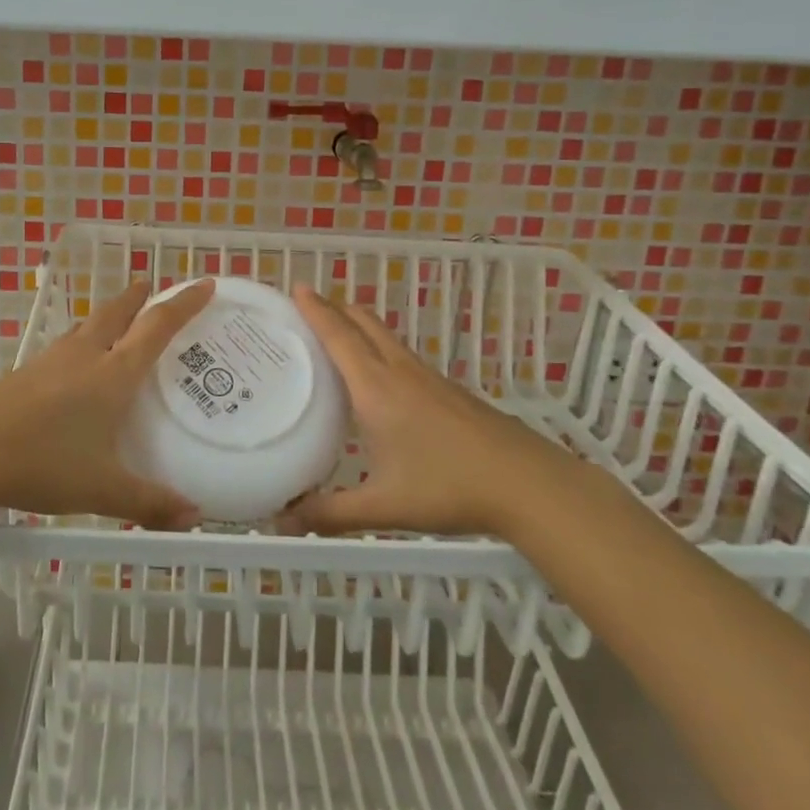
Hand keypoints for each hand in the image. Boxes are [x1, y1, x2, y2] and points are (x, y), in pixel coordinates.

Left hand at [0, 279, 216, 528]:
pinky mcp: (23, 375)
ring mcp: (49, 363)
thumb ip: (150, 502)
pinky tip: (72, 365)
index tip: (204, 284)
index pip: (157, 328)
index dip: (183, 304)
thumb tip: (194, 518)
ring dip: (107, 316)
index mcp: (112, 374)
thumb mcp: (103, 489)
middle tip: (151, 285)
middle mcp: (83, 358)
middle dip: (138, 298)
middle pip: (116, 314)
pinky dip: (80, 342)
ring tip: (117, 320)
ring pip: (85, 327)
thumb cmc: (44, 463)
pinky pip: (63, 347)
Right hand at [276, 285, 569, 536]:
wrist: (526, 483)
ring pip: (386, 337)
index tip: (297, 286)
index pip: (339, 336)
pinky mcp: (448, 391)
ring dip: (359, 326)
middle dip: (335, 308)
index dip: (316, 310)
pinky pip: (402, 356)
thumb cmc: (448, 487)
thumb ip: (330, 514)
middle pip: (364, 324)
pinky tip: (380, 379)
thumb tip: (283, 523)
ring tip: (337, 334)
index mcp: (375, 388)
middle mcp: (399, 372)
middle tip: (308, 305)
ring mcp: (428, 378)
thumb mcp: (383, 506)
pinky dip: (379, 349)